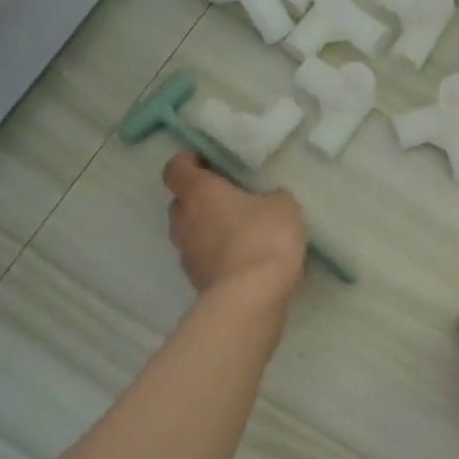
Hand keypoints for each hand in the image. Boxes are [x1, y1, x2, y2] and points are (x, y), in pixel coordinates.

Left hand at [163, 152, 306, 301]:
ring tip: (237, 233)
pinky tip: (242, 260)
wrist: (251, 297)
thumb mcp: (283, 207)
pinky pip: (203, 259)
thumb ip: (271, 198)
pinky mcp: (196, 281)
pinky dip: (216, 256)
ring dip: (207, 230)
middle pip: (180, 203)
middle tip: (227, 200)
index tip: (205, 162)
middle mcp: (184, 220)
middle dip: (199, 199)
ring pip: (190, 233)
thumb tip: (267, 201)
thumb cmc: (264, 238)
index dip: (186, 163)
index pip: (175, 169)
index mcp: (199, 193)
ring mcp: (186, 254)